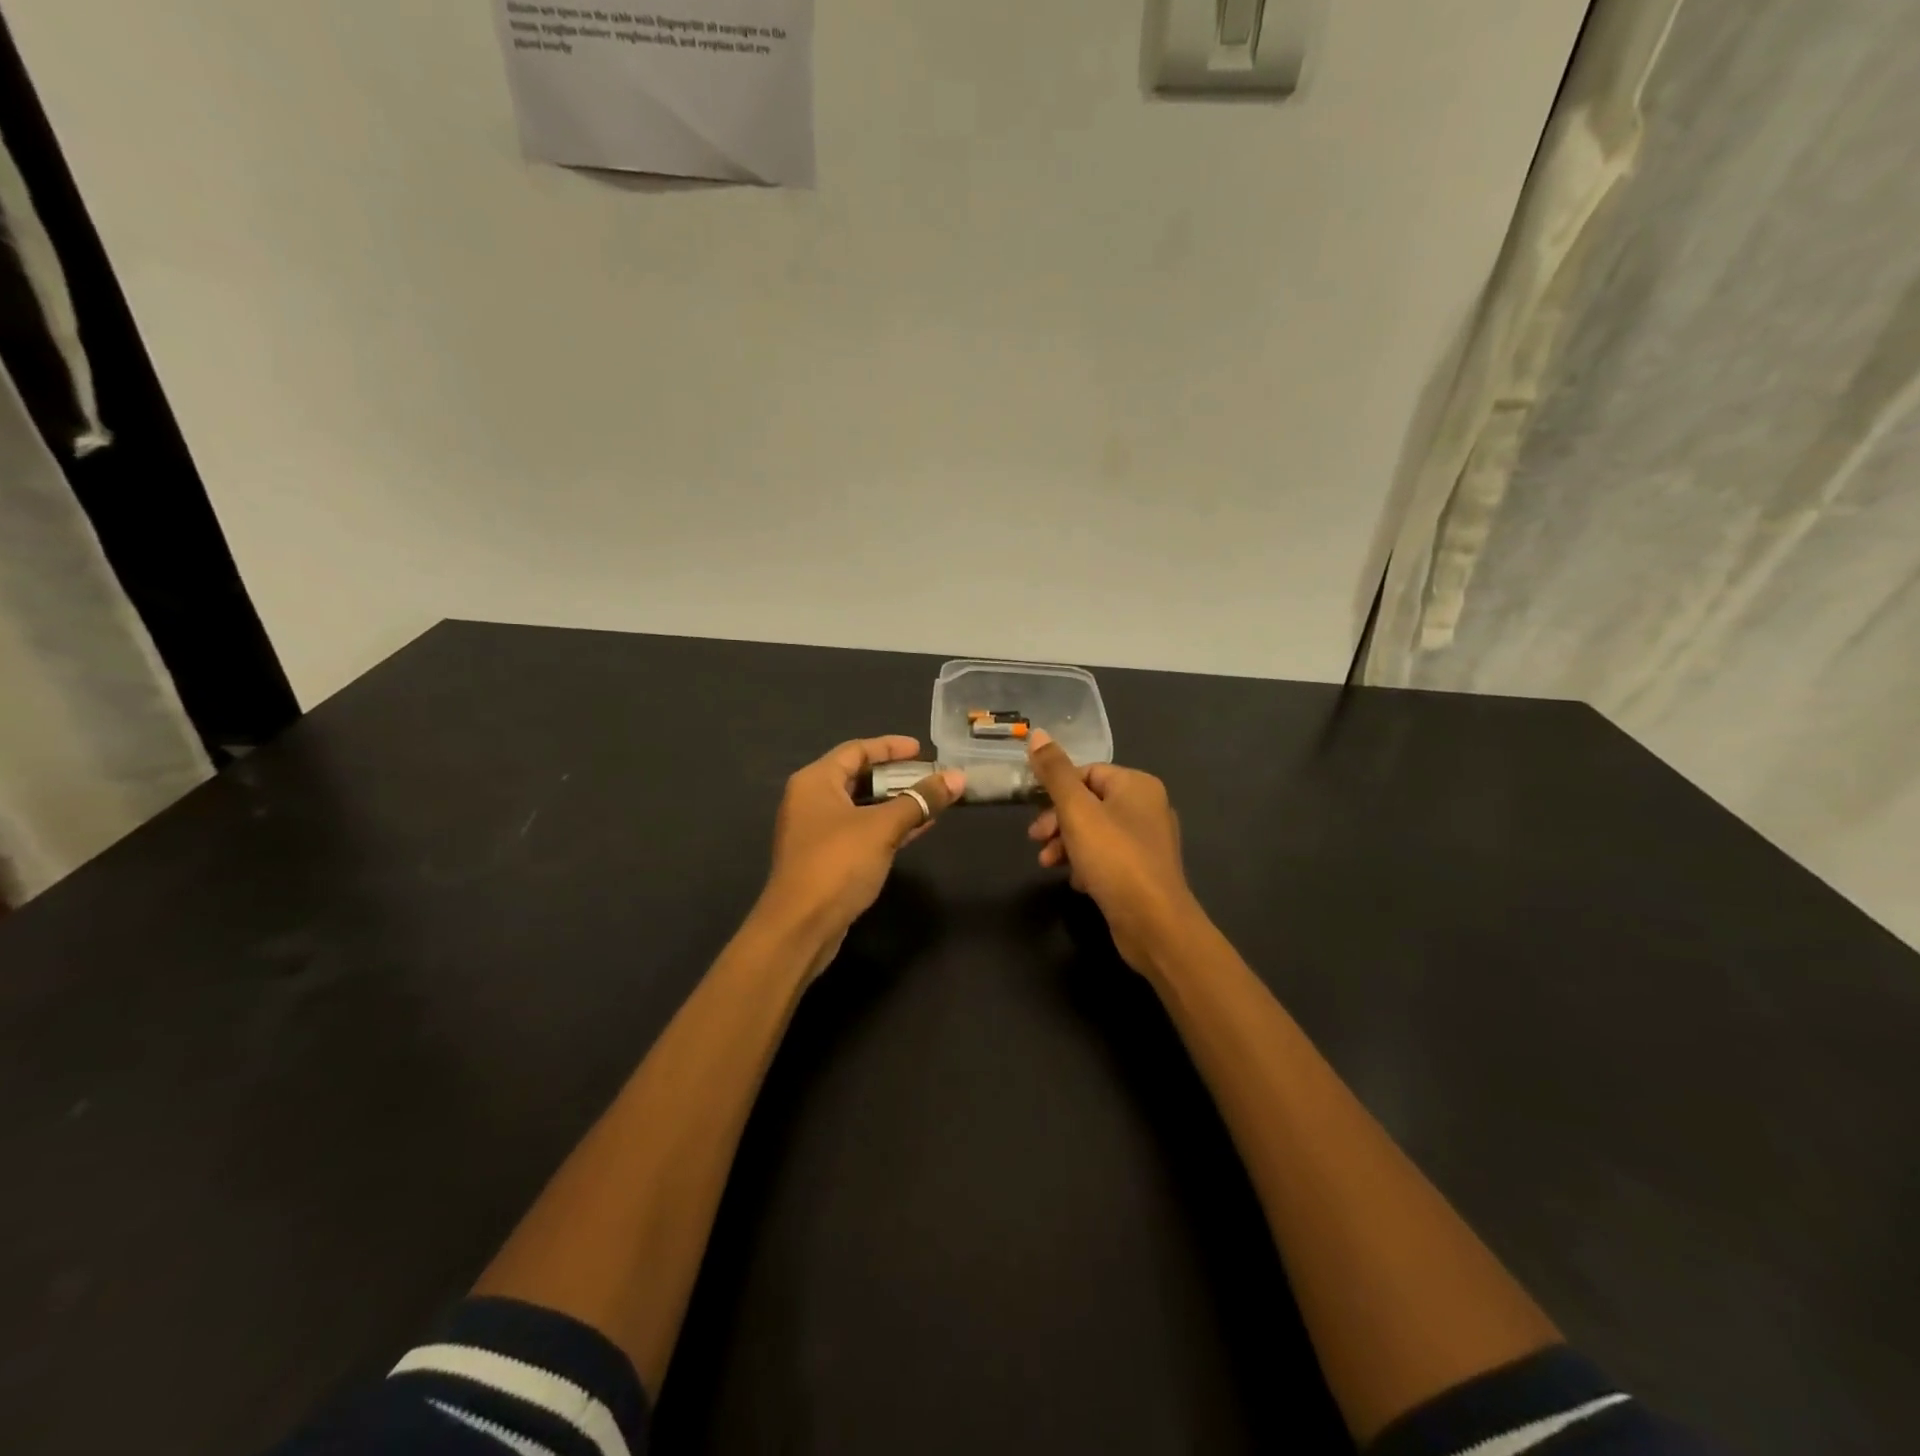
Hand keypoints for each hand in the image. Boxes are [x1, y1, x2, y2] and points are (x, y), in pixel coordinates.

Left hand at [760, 736, 963, 977]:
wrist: (801, 927)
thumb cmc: (838, 864)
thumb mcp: (883, 827)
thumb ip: (921, 800)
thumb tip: (958, 777)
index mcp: (815, 781)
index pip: (856, 750)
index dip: (890, 746)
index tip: (922, 749)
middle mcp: (811, 801)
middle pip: (858, 776)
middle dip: (896, 776)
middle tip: (930, 776)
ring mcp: (817, 832)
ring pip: (861, 806)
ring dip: (895, 803)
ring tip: (931, 800)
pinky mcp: (826, 859)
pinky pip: (861, 831)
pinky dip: (887, 827)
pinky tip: (918, 828)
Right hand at [1025, 730, 1203, 974]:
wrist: (1154, 923)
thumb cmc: (1114, 858)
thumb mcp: (1077, 811)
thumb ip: (1055, 773)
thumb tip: (1037, 734)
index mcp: (1137, 785)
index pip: (1087, 772)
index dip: (1057, 789)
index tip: (1033, 810)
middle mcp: (1147, 807)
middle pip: (1089, 802)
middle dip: (1058, 821)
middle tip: (1035, 840)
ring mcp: (1148, 841)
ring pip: (1095, 832)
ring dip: (1067, 844)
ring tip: (1048, 864)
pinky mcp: (1143, 871)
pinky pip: (1107, 857)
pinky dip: (1087, 864)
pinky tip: (1076, 882)